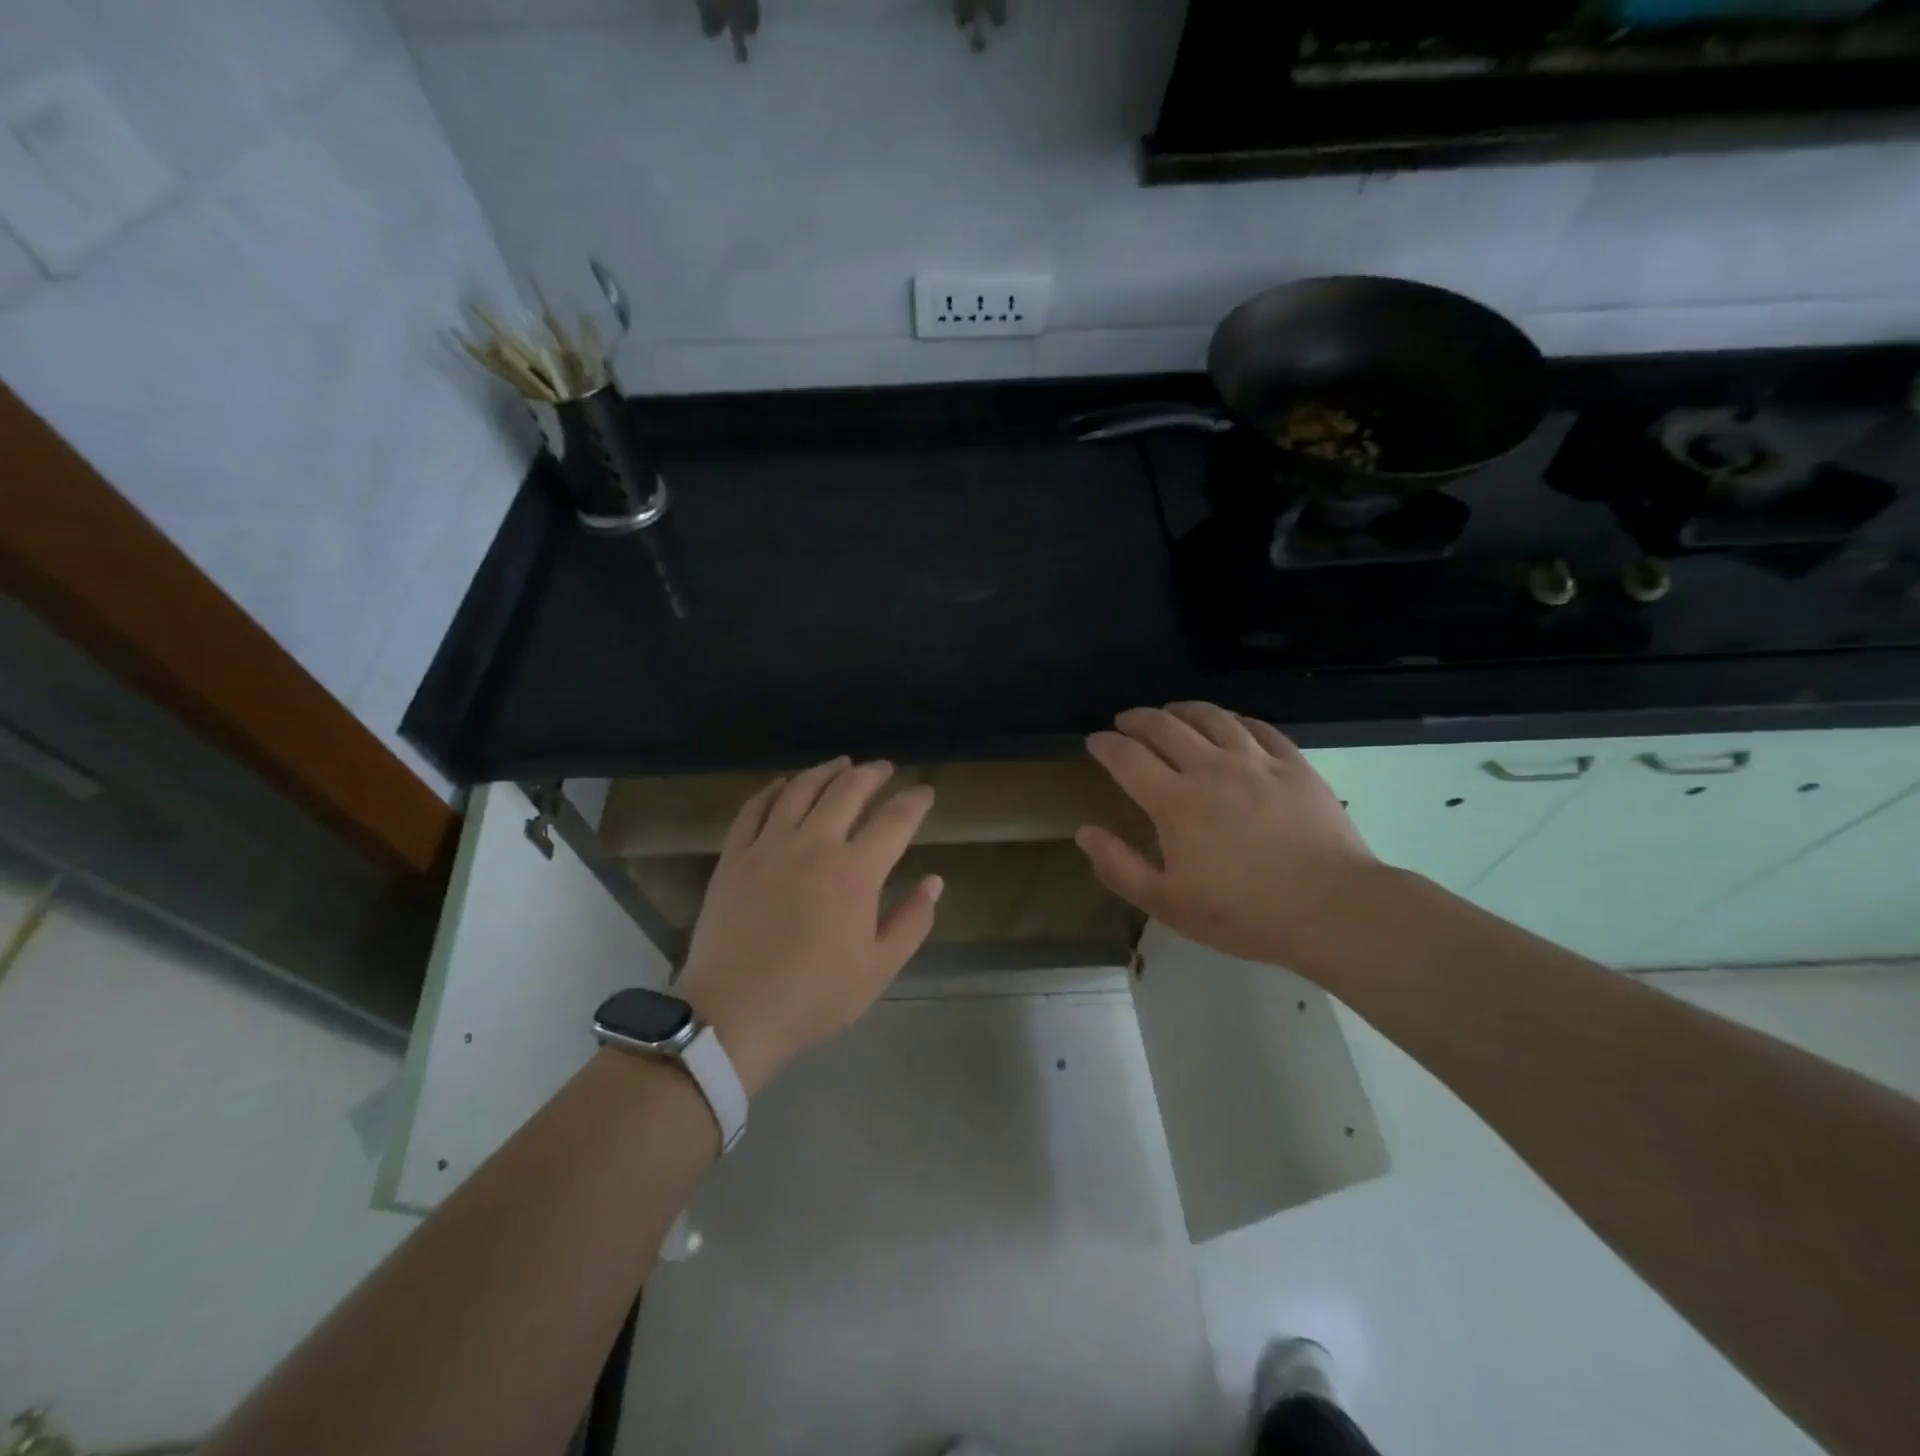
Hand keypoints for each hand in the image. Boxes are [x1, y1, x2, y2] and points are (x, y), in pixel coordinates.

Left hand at [676, 759, 941, 1093]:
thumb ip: (912, 921)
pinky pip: (755, 808)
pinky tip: (784, 784)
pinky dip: (773, 790)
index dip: (915, 801)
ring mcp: (769, 846)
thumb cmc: (813, 996)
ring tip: (841, 764)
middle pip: (847, 791)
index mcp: (855, 872)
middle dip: (872, 774)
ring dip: (826, 771)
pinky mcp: (735, 856)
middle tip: (884, 768)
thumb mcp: (878, 969)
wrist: (733, 1014)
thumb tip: (934, 881)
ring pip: (801, 790)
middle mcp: (814, 845)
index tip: (925, 792)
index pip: (895, 821)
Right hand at [1075, 703, 1383, 966]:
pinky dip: (1234, 719)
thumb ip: (1119, 867)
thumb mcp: (1167, 903)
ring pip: (1212, 718)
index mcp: (1175, 801)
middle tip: (1125, 721)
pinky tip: (1230, 723)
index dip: (1106, 744)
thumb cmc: (1243, 912)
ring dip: (1183, 709)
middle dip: (1138, 719)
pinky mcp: (1294, 764)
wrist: (1331, 908)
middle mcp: (1211, 768)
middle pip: (1165, 726)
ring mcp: (1256, 762)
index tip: (1095, 741)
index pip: (1127, 757)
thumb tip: (1085, 832)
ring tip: (1171, 711)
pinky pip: (1258, 727)